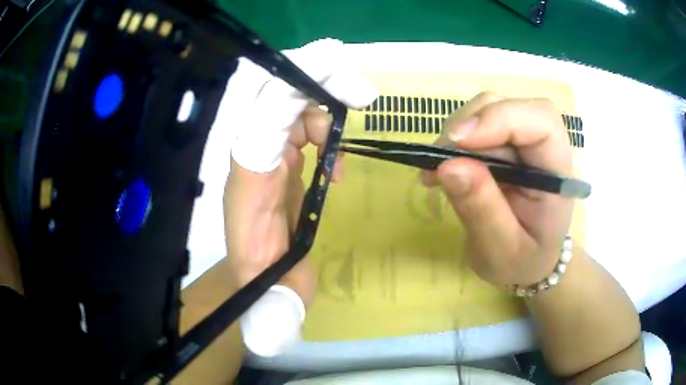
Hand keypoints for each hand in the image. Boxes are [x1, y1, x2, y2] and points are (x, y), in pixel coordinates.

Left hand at [221, 39, 376, 354]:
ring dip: (323, 104)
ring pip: (288, 106)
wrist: (257, 272)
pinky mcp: (281, 157)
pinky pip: (298, 124)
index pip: (260, 128)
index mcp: (247, 186)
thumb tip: (273, 339)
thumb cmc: (265, 283)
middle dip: (315, 84)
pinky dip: (322, 125)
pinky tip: (334, 153)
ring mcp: (266, 155)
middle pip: (274, 103)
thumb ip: (274, 312)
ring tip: (351, 122)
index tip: (331, 78)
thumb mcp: (274, 302)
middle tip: (359, 89)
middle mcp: (252, 160)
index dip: (289, 99)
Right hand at [422, 92, 573, 286]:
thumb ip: (482, 211)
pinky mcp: (503, 145)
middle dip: (468, 127)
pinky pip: (474, 127)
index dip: (500, 118)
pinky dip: (452, 144)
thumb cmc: (525, 261)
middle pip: (507, 107)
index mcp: (558, 172)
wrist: (530, 262)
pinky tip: (440, 171)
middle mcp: (543, 147)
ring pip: (486, 111)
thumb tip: (448, 166)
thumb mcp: (503, 250)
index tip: (458, 142)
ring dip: (456, 136)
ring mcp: (522, 143)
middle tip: (437, 163)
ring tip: (436, 173)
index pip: (541, 121)